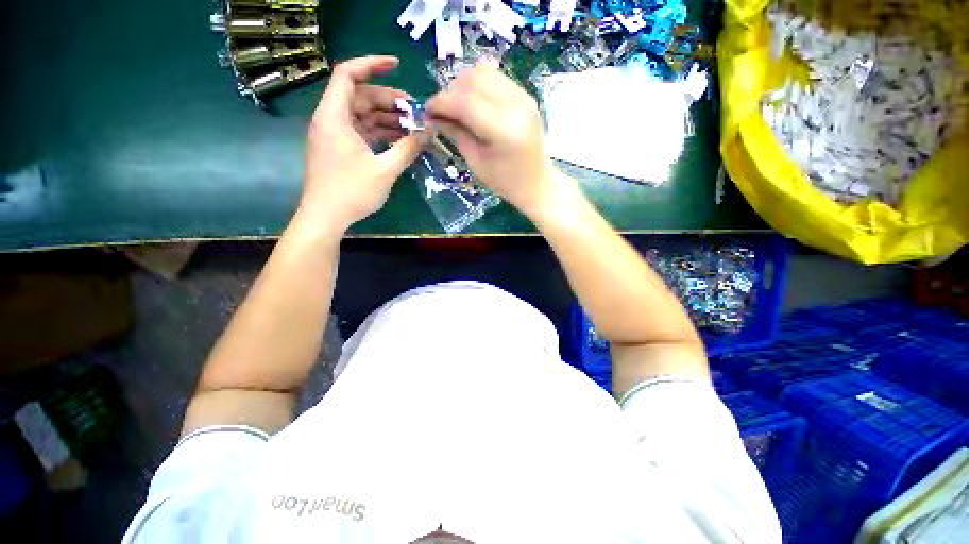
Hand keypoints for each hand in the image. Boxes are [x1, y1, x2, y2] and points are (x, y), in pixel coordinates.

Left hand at [300, 56, 421, 233]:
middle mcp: (332, 119)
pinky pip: (362, 131)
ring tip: (413, 127)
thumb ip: (407, 149)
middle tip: (415, 111)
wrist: (326, 217)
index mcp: (335, 116)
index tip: (397, 65)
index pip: (348, 74)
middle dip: (389, 100)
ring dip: (387, 118)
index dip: (372, 64)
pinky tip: (399, 140)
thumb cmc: (352, 192)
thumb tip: (427, 133)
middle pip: (360, 96)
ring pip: (363, 115)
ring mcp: (336, 135)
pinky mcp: (341, 149)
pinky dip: (380, 132)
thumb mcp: (385, 170)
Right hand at [425, 63, 575, 218]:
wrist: (536, 183)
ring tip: (458, 106)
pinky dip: (479, 85)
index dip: (441, 102)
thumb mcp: (476, 162)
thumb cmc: (505, 181)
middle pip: (473, 80)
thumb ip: (456, 133)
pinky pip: (496, 77)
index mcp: (504, 129)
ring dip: (464, 85)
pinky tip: (475, 103)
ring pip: (484, 72)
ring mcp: (524, 97)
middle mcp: (516, 105)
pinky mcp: (526, 95)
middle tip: (442, 111)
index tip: (428, 111)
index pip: (465, 101)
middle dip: (450, 92)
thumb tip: (434, 114)